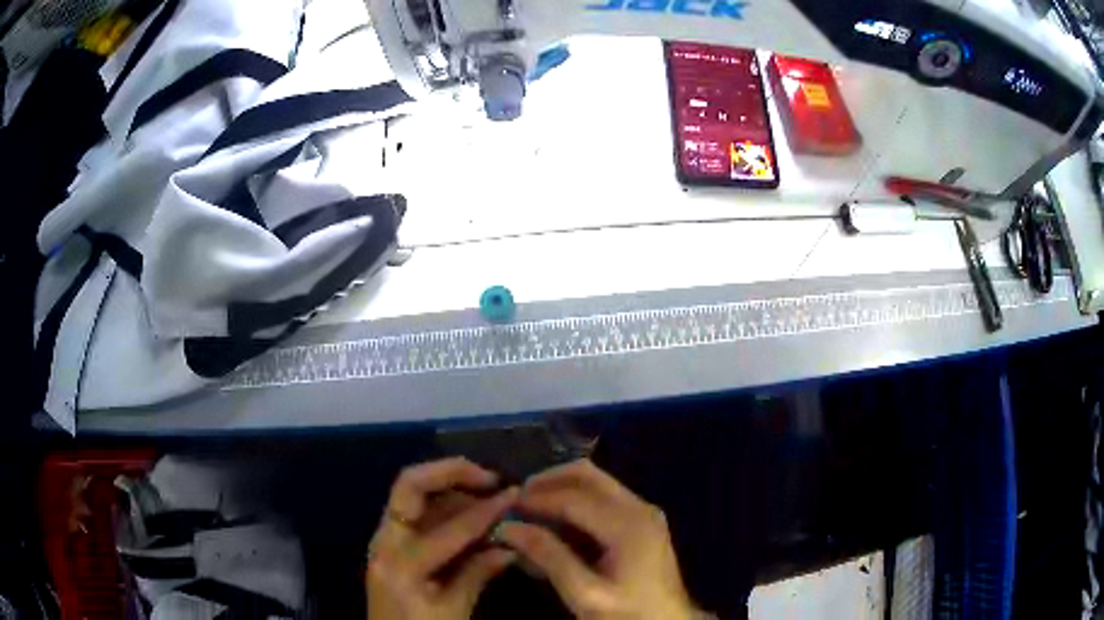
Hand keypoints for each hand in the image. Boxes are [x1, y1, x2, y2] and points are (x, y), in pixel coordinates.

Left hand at [366, 457, 517, 619]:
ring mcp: (383, 540)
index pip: (449, 528)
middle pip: (410, 486)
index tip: (514, 494)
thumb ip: (478, 574)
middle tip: (490, 477)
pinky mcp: (389, 544)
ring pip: (412, 494)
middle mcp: (385, 541)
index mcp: (401, 564)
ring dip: (449, 486)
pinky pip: (414, 511)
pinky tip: (469, 512)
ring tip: (486, 492)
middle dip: (450, 472)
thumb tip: (510, 546)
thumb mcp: (453, 612)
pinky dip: (442, 505)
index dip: (486, 510)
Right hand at [499, 459, 700, 619]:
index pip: (572, 497)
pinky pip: (603, 498)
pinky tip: (554, 523)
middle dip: (547, 482)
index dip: (535, 499)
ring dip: (560, 489)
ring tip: (530, 510)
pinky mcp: (642, 521)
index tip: (504, 506)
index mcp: (628, 525)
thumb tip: (508, 527)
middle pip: (587, 475)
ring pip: (595, 482)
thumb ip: (549, 558)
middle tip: (516, 500)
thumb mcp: (585, 594)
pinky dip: (575, 502)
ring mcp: (643, 512)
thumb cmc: (628, 614)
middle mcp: (639, 507)